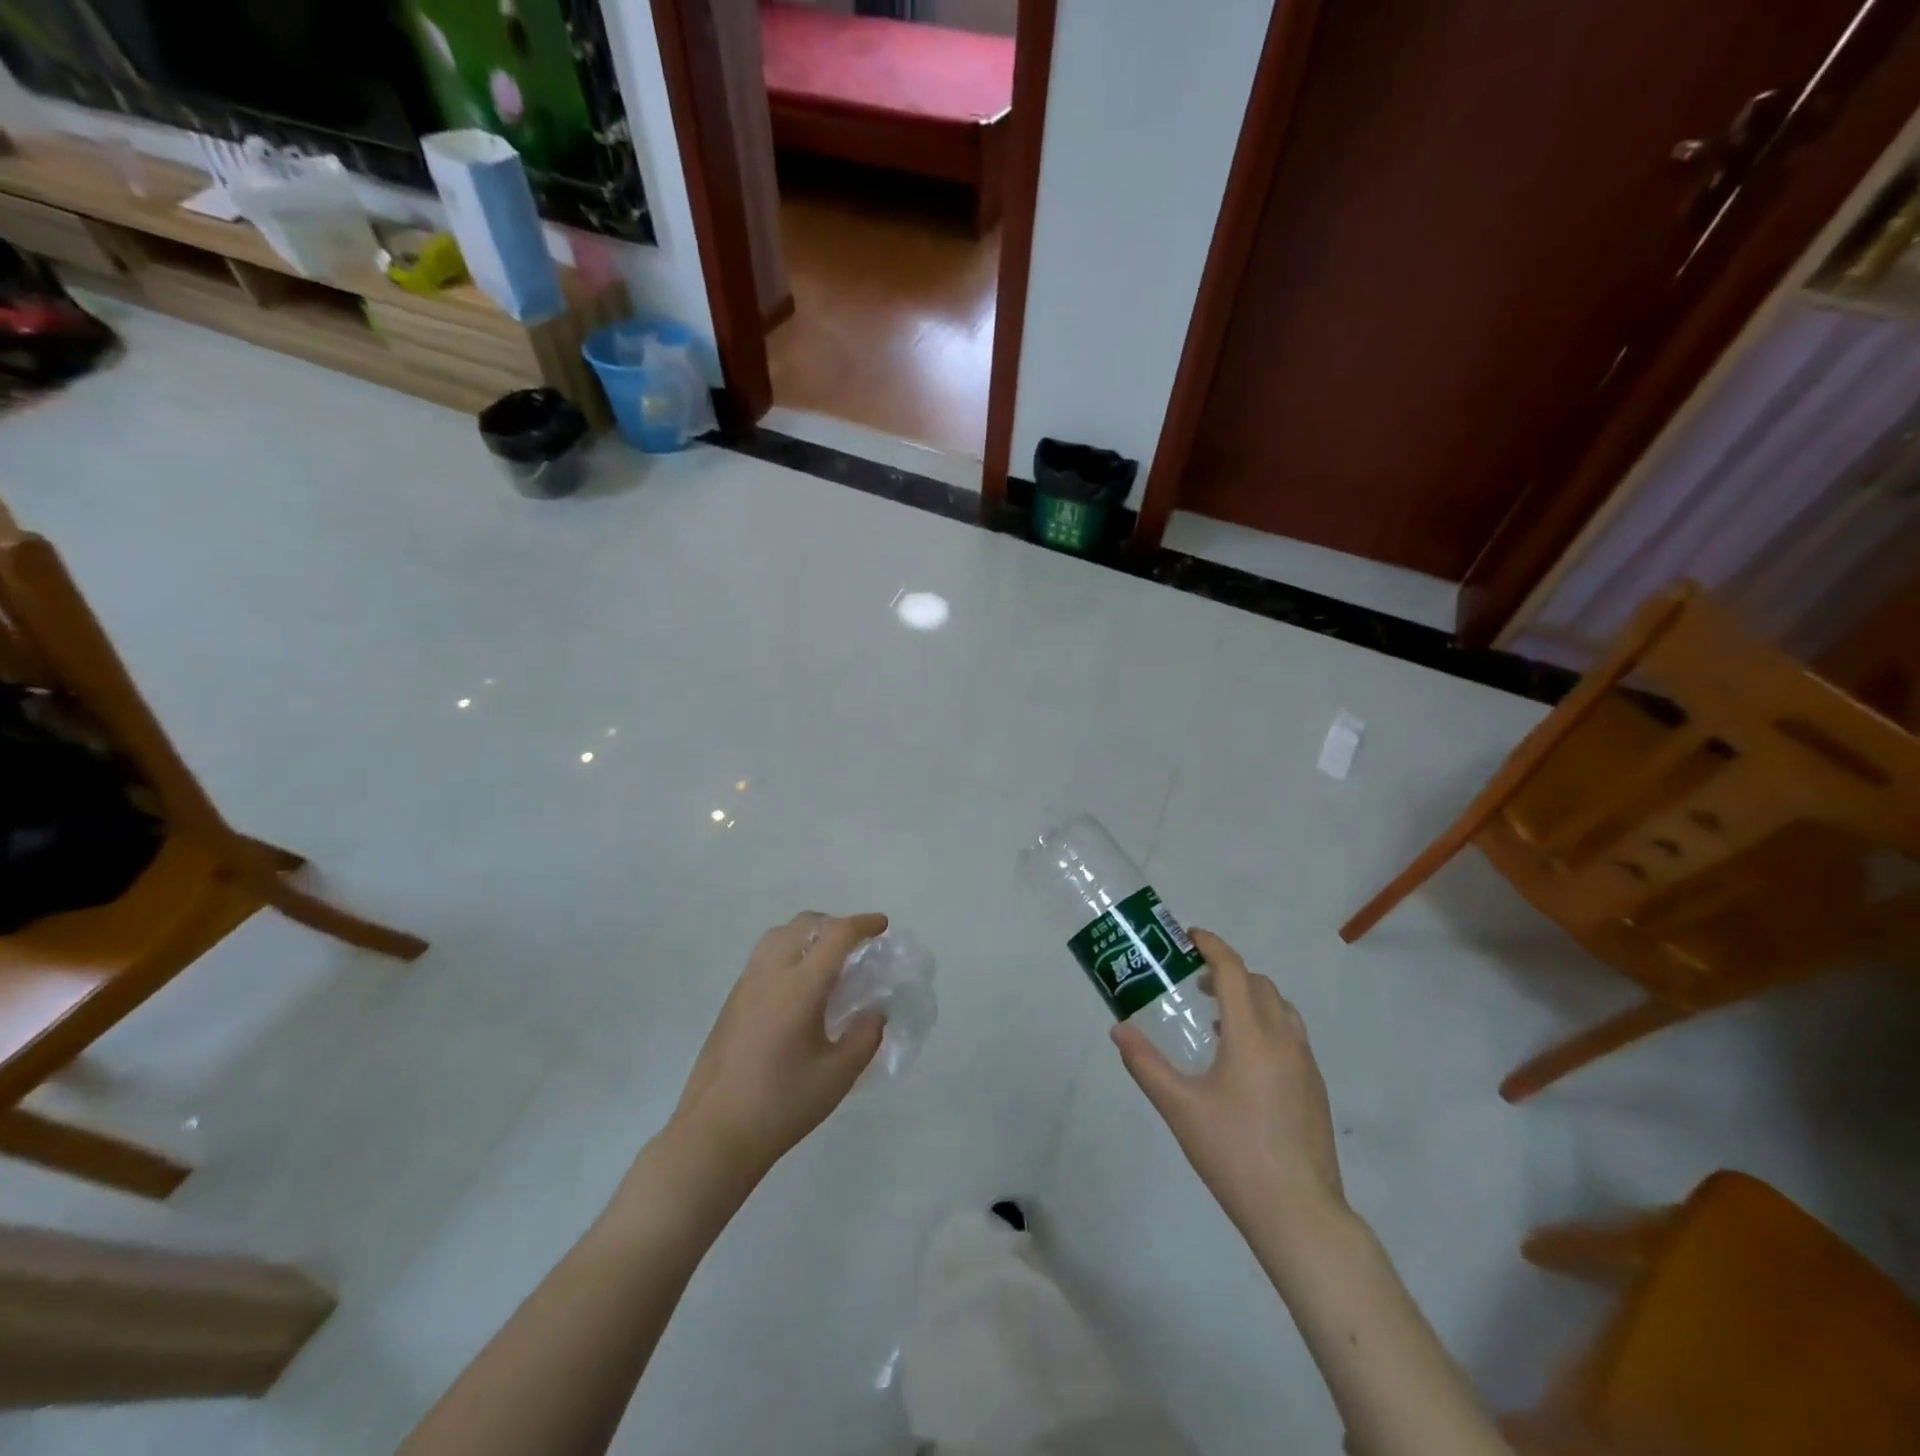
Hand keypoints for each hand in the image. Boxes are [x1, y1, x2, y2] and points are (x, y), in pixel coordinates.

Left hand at [669, 911, 886, 1183]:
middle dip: (834, 925)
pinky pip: (763, 957)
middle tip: (856, 947)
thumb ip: (865, 1037)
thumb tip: (875, 1012)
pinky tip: (798, 989)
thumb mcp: (838, 1076)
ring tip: (826, 963)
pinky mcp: (731, 1002)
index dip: (863, 924)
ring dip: (808, 935)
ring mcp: (745, 985)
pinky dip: (788, 952)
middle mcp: (770, 974)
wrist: (714, 1134)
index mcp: (799, 986)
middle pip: (804, 924)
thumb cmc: (782, 1105)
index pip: (836, 935)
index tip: (882, 926)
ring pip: (779, 936)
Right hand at [1113, 929, 1345, 1247]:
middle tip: (1195, 984)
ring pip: (1280, 1008)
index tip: (1189, 936)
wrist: (1300, 1214)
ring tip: (1218, 1022)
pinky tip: (1243, 1062)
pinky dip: (1266, 1024)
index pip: (1233, 971)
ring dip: (1250, 998)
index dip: (1212, 946)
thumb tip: (1119, 1029)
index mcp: (1252, 1036)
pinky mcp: (1316, 1089)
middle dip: (1227, 972)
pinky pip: (1291, 1035)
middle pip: (1259, 984)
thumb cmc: (1234, 1154)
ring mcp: (1306, 1065)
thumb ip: (1145, 1064)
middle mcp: (1284, 1040)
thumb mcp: (1179, 1108)